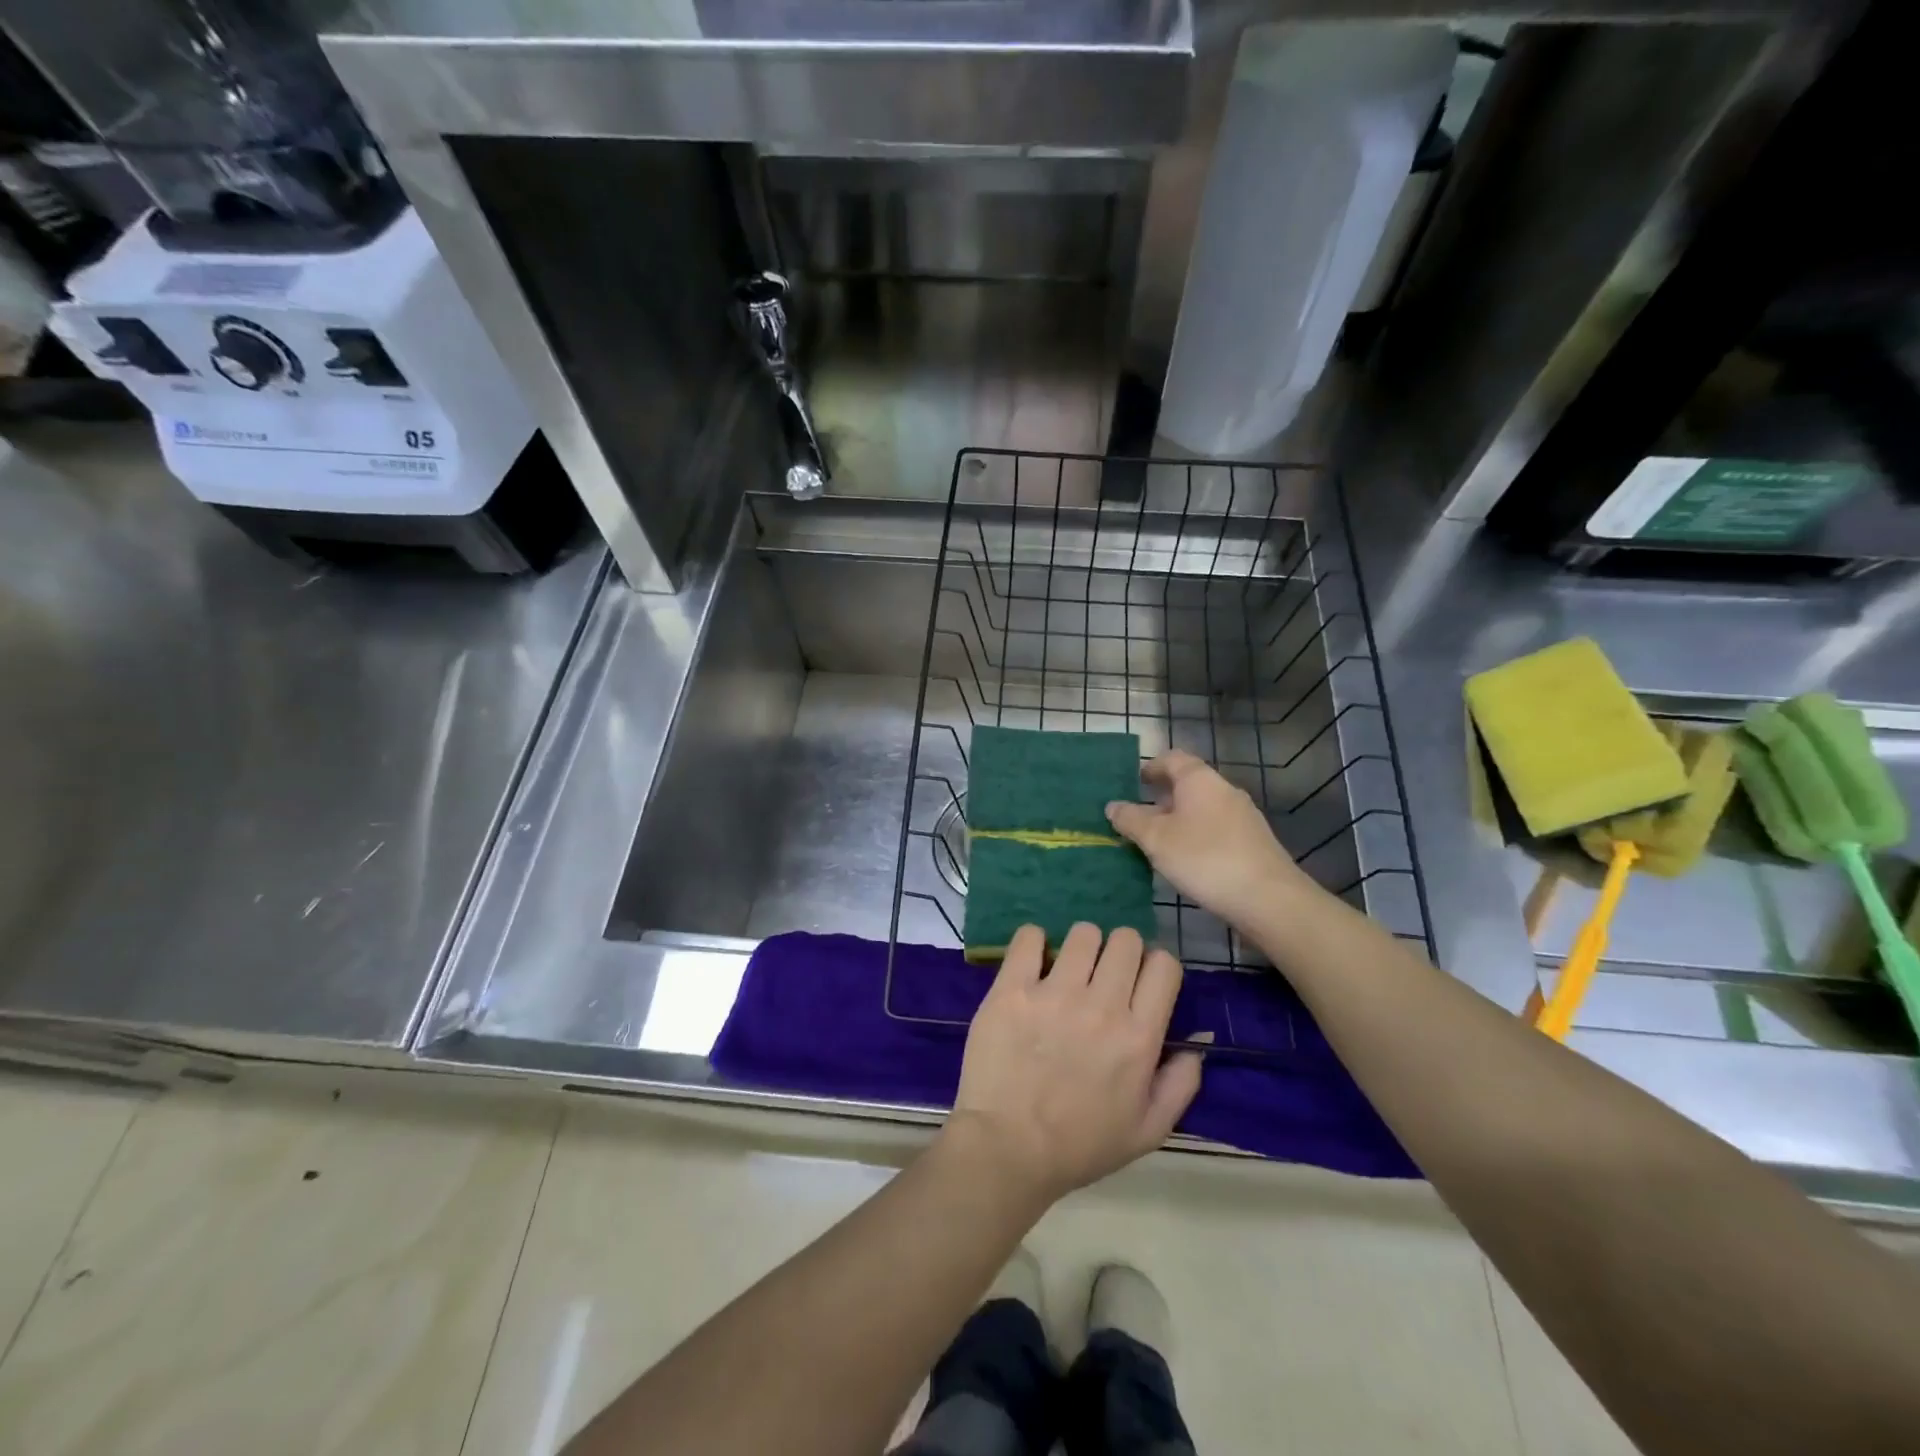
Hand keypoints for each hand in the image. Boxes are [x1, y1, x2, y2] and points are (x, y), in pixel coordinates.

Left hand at [947, 923, 1202, 1205]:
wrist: (1006, 1149)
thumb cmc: (1079, 1146)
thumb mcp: (1148, 1131)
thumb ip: (1180, 1085)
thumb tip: (1195, 1044)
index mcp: (1138, 1037)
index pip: (1164, 966)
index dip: (1155, 967)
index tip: (1140, 982)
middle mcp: (1101, 1006)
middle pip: (1126, 940)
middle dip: (1121, 952)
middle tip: (1103, 975)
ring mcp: (1054, 993)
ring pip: (1083, 933)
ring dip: (1081, 946)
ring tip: (1068, 969)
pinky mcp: (1012, 988)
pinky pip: (1030, 937)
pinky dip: (1035, 942)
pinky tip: (1034, 963)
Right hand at [1106, 750, 1309, 934]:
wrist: (1268, 898)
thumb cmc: (1205, 858)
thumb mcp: (1157, 839)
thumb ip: (1131, 820)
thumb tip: (1113, 806)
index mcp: (1199, 780)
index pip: (1172, 759)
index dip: (1151, 767)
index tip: (1133, 781)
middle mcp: (1223, 790)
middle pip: (1187, 784)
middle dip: (1161, 798)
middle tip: (1136, 817)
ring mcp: (1242, 816)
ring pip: (1201, 808)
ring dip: (1177, 819)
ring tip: (1156, 843)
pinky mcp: (1252, 842)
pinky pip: (1215, 828)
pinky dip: (1195, 836)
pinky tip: (1185, 861)